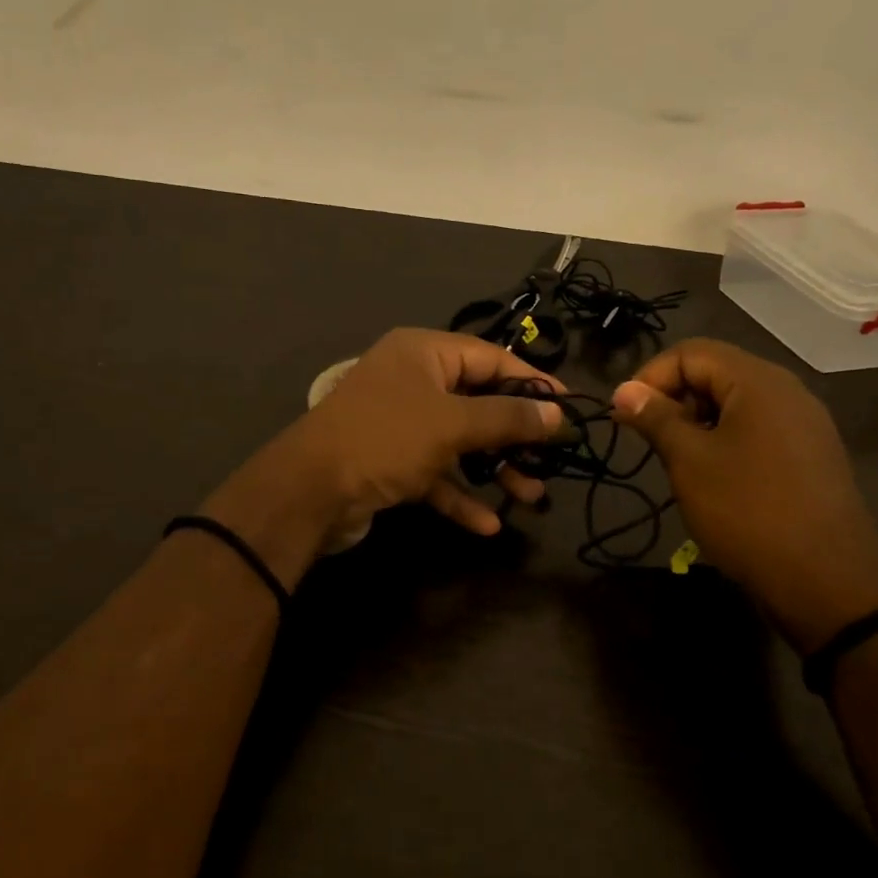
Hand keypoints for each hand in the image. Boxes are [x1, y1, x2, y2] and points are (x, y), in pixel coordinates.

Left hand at [203, 329, 564, 583]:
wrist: (308, 492)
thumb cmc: (386, 439)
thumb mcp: (452, 425)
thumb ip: (507, 418)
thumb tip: (557, 414)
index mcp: (424, 353)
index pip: (491, 358)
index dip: (532, 382)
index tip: (569, 408)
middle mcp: (413, 381)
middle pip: (478, 401)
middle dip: (515, 434)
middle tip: (552, 459)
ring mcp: (400, 423)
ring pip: (460, 442)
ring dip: (494, 469)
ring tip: (531, 496)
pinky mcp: (391, 462)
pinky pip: (436, 473)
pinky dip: (460, 494)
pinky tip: (487, 525)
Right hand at [610, 339, 877, 652]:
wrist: (827, 581)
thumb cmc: (748, 511)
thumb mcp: (689, 461)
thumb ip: (656, 417)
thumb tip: (624, 390)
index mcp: (758, 381)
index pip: (691, 352)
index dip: (650, 377)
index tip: (625, 416)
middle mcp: (787, 391)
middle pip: (716, 372)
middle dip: (673, 399)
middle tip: (648, 440)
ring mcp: (805, 424)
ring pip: (736, 403)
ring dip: (697, 422)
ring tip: (677, 461)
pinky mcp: (811, 455)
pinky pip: (758, 430)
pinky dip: (726, 440)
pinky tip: (714, 477)